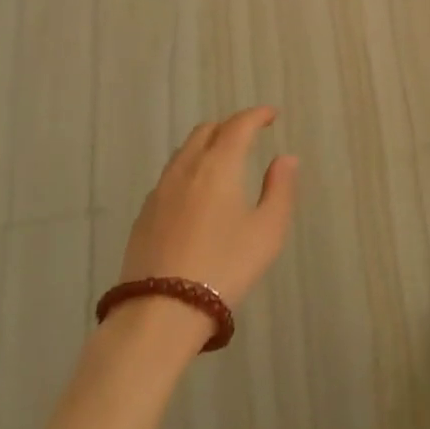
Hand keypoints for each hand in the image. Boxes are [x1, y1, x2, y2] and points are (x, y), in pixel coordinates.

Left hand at [119, 107, 298, 315]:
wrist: (160, 312)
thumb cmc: (225, 267)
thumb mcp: (267, 230)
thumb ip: (280, 189)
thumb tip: (285, 158)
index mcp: (219, 165)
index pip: (238, 125)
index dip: (257, 115)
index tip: (271, 115)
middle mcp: (186, 168)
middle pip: (206, 131)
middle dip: (230, 126)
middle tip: (249, 136)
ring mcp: (160, 191)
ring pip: (184, 152)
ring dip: (206, 146)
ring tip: (223, 161)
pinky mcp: (144, 215)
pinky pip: (170, 177)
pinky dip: (189, 170)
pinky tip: (196, 194)